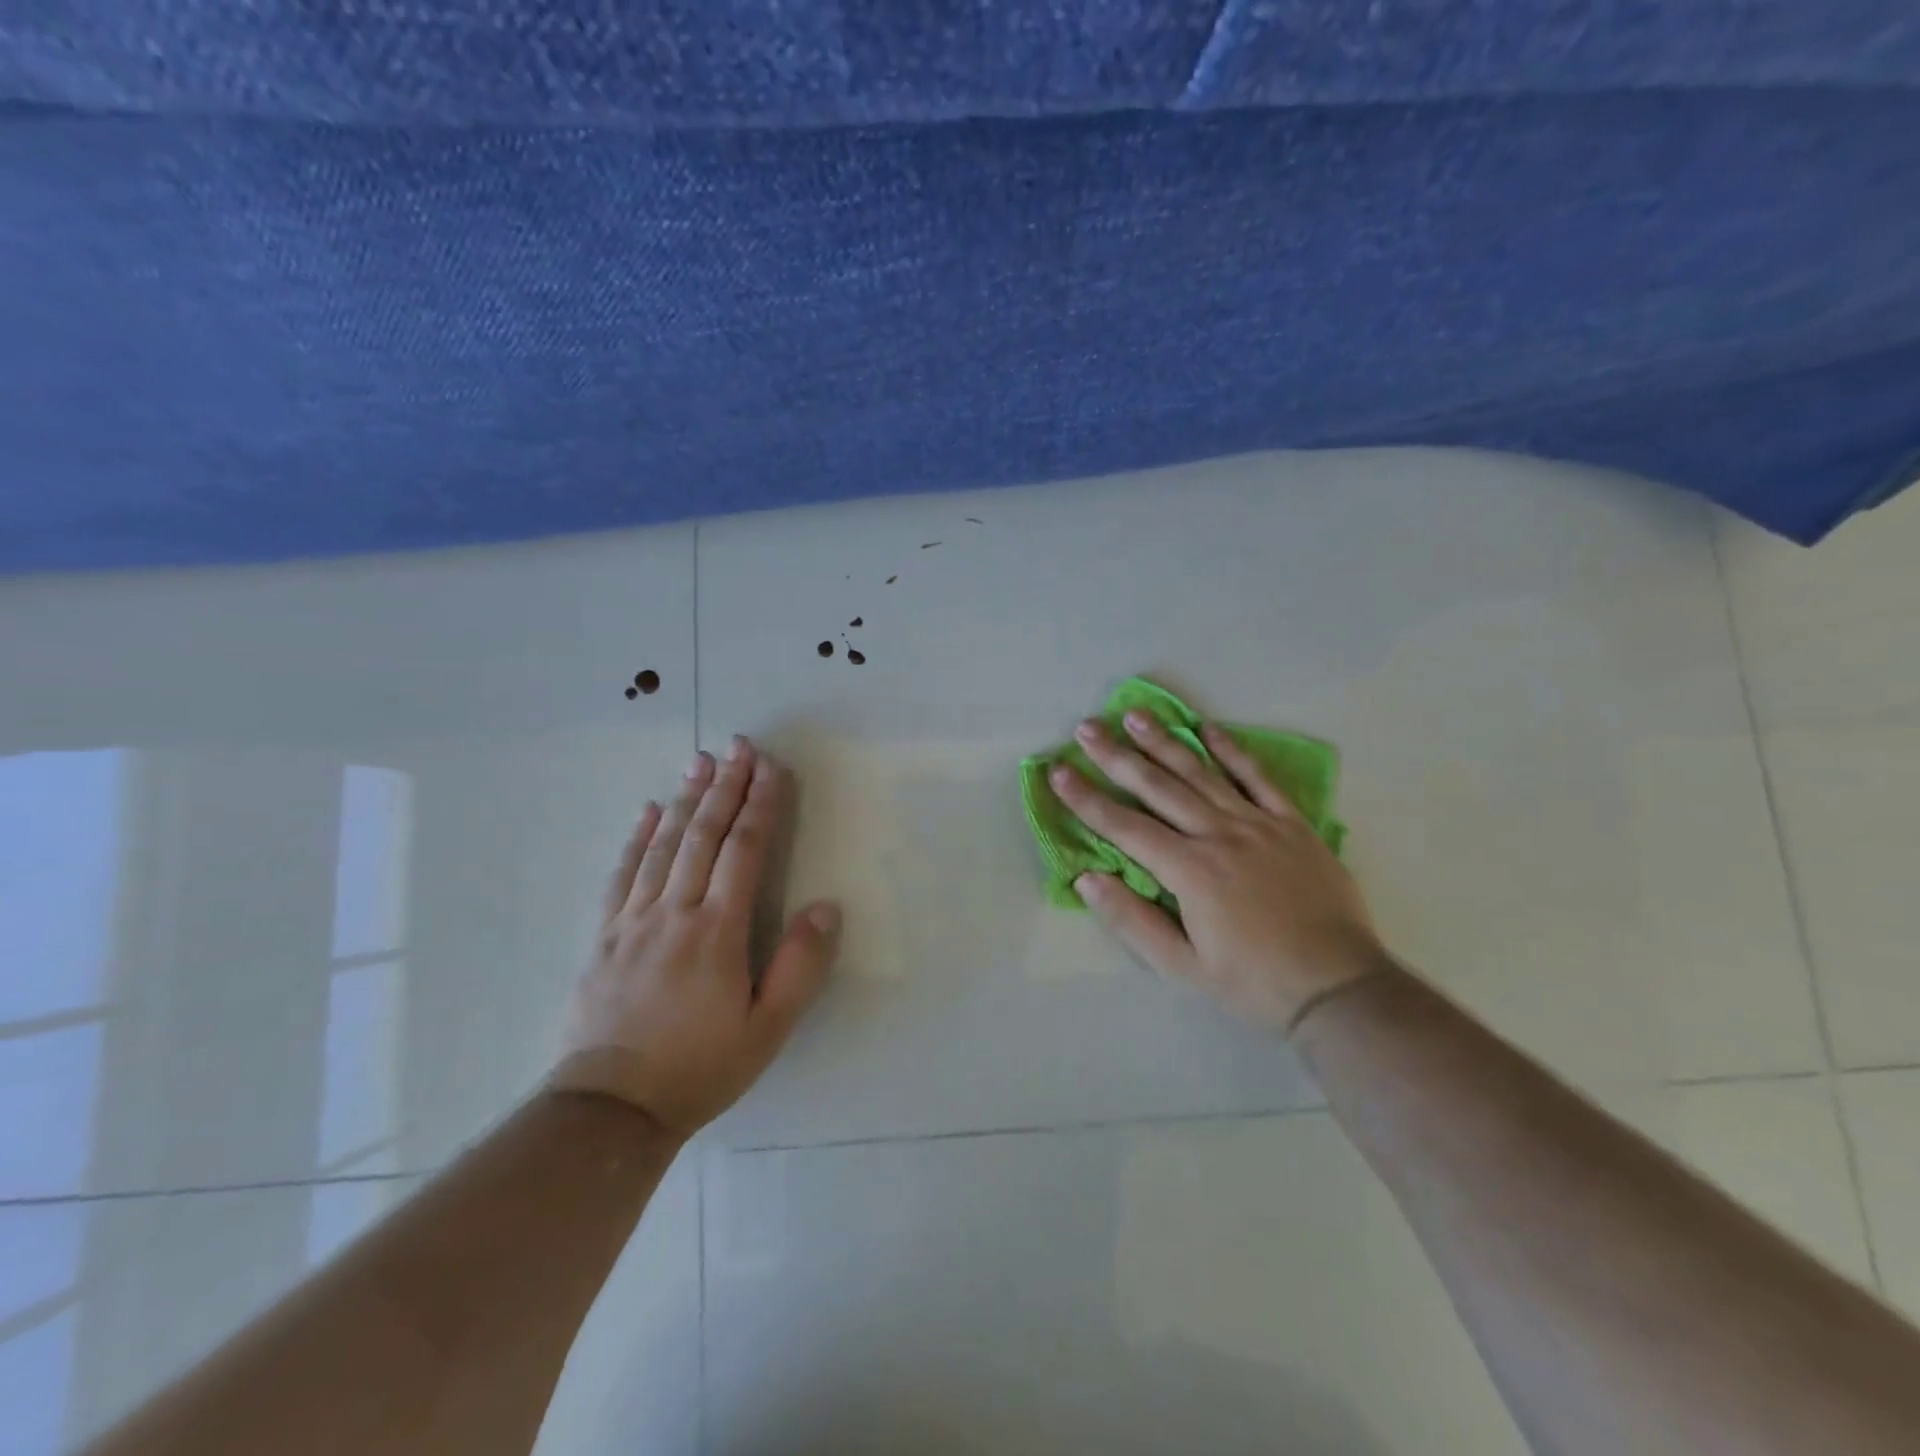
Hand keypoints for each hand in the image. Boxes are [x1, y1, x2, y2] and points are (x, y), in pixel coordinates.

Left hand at [549, 737, 840, 1138]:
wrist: (610, 1109)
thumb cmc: (700, 1067)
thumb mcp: (768, 1029)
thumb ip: (800, 966)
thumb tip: (826, 907)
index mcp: (718, 931)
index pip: (744, 851)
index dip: (761, 805)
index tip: (772, 768)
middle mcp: (675, 912)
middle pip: (703, 835)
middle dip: (726, 786)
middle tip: (740, 744)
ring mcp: (633, 920)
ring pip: (663, 845)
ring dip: (685, 798)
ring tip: (701, 760)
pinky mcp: (604, 935)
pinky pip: (622, 873)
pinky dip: (637, 837)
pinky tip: (647, 810)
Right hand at [1050, 713, 1385, 1034]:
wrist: (1339, 987)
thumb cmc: (1253, 983)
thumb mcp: (1183, 968)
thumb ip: (1132, 921)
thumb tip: (1086, 878)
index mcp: (1189, 871)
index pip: (1124, 826)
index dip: (1086, 798)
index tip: (1058, 771)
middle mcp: (1219, 835)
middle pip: (1158, 787)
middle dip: (1116, 756)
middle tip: (1086, 728)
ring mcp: (1258, 824)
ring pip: (1202, 772)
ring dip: (1164, 741)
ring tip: (1135, 715)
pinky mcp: (1292, 824)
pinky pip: (1258, 778)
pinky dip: (1232, 751)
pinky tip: (1209, 729)